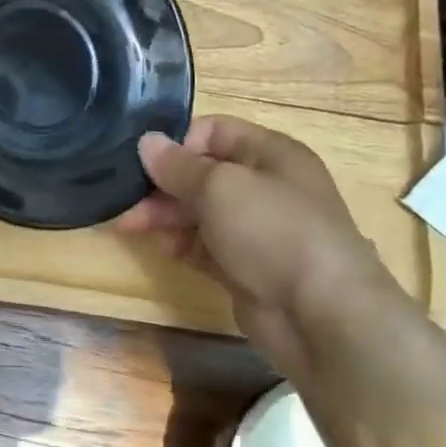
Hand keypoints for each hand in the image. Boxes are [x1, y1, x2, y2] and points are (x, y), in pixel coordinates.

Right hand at [115, 116, 393, 376]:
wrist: (321, 315)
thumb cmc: (272, 231)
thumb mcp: (219, 186)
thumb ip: (177, 165)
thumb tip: (146, 142)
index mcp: (270, 154)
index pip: (213, 131)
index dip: (177, 142)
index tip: (142, 161)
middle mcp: (264, 186)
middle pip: (201, 173)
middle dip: (161, 184)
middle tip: (125, 198)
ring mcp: (256, 229)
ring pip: (198, 211)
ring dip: (164, 215)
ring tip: (130, 224)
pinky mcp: (245, 266)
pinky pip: (204, 246)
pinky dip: (181, 244)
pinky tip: (161, 248)